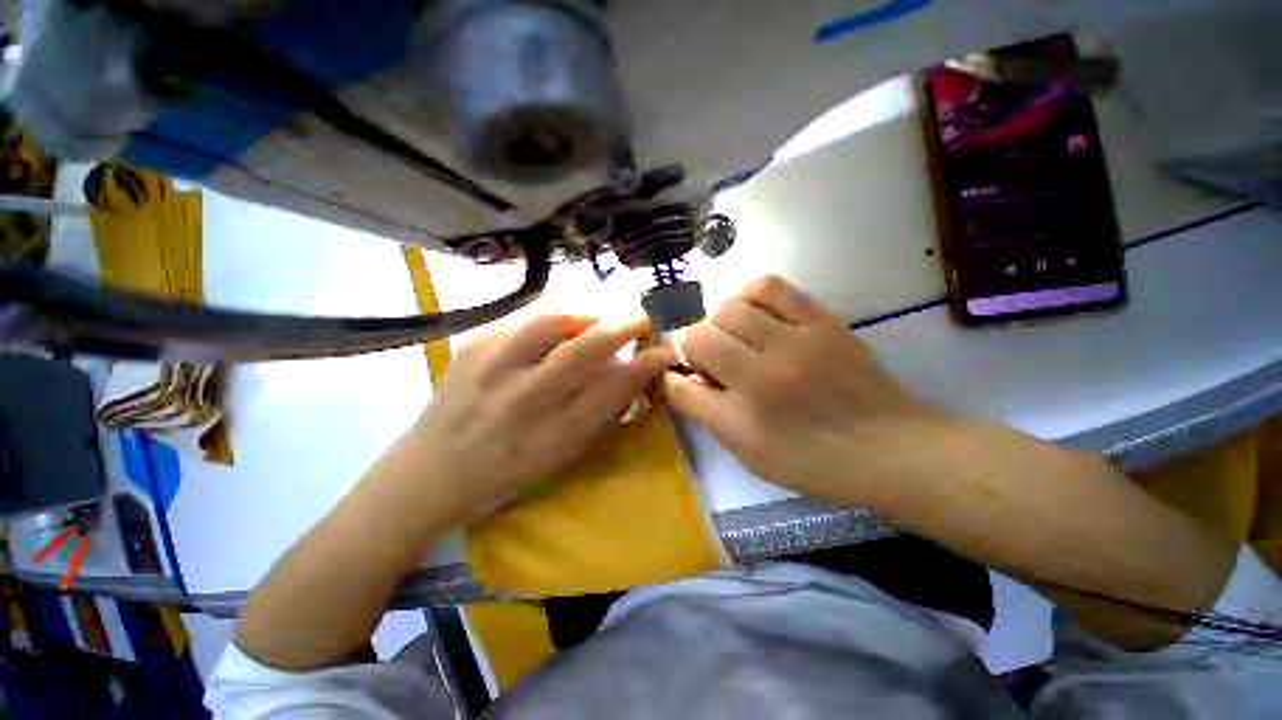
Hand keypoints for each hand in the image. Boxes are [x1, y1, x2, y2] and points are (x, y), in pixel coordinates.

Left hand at [371, 315, 673, 519]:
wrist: (432, 470)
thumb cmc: (507, 471)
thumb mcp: (562, 455)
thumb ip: (599, 414)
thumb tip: (629, 373)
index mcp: (553, 434)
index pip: (614, 388)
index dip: (646, 364)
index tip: (663, 351)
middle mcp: (525, 397)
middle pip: (588, 347)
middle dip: (626, 326)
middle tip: (643, 319)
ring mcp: (494, 366)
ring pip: (554, 320)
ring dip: (588, 315)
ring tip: (598, 321)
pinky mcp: (472, 345)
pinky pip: (524, 319)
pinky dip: (552, 319)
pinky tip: (557, 329)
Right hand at [660, 276, 941, 509]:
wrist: (887, 448)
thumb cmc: (810, 461)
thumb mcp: (747, 452)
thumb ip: (704, 413)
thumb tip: (672, 379)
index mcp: (740, 420)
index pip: (679, 384)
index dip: (671, 376)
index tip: (683, 376)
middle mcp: (761, 376)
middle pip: (699, 337)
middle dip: (696, 348)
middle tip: (716, 362)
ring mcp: (794, 343)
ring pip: (728, 308)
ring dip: (720, 322)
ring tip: (735, 335)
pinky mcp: (821, 320)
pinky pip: (769, 287)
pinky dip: (749, 296)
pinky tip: (755, 312)